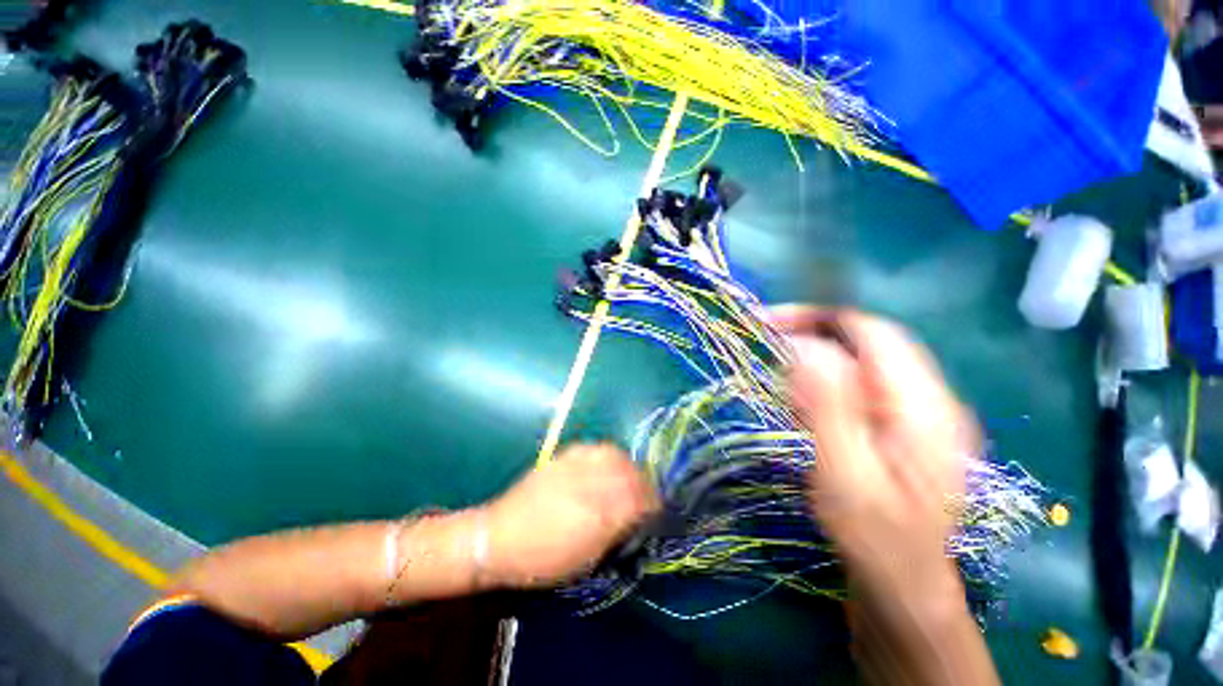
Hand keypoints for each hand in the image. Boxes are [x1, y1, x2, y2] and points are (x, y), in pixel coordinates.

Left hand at [483, 443, 658, 587]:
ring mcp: (576, 465)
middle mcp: (592, 483)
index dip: (653, 503)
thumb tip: (636, 516)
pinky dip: (608, 455)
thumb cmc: (542, 559)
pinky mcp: (564, 456)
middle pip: (631, 472)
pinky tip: (605, 464)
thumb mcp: (586, 557)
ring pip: (615, 455)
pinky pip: (595, 448)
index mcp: (600, 515)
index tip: (656, 510)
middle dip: (643, 482)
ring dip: (628, 466)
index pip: (641, 500)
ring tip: (627, 476)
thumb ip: (616, 532)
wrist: (498, 537)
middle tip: (643, 494)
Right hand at [769, 306, 978, 604]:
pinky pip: (854, 386)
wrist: (904, 589)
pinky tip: (805, 414)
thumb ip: (828, 406)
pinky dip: (820, 388)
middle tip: (766, 351)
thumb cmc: (876, 542)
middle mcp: (926, 398)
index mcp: (923, 406)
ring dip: (813, 366)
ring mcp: (914, 411)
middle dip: (810, 337)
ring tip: (785, 394)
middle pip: (863, 341)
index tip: (766, 324)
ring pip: (856, 363)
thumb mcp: (846, 476)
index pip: (870, 330)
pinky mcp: (897, 424)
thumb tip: (802, 346)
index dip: (816, 318)